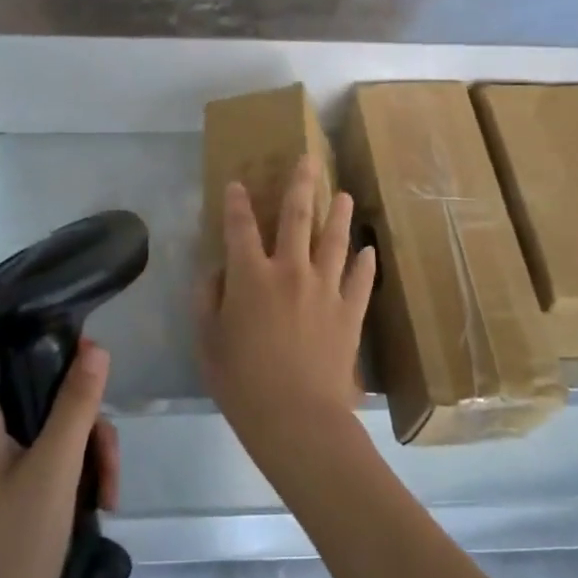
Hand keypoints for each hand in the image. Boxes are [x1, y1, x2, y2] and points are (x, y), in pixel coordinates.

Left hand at [0, 238, 118, 577]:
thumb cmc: (8, 553)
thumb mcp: (55, 474)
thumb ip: (75, 407)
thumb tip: (95, 347)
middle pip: (18, 370)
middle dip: (69, 383)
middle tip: (99, 415)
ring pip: (45, 409)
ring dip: (85, 434)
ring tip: (107, 481)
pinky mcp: (8, 471)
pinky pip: (49, 440)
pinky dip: (79, 457)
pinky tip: (101, 496)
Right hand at [197, 156, 376, 477]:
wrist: (297, 417)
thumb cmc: (242, 382)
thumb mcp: (208, 342)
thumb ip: (208, 300)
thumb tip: (216, 272)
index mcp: (251, 276)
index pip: (240, 227)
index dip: (236, 203)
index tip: (236, 183)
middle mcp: (290, 270)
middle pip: (297, 217)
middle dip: (300, 185)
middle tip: (307, 160)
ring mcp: (325, 288)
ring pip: (334, 240)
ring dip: (338, 214)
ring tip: (343, 193)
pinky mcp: (350, 311)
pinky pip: (360, 280)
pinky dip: (365, 263)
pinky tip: (369, 250)